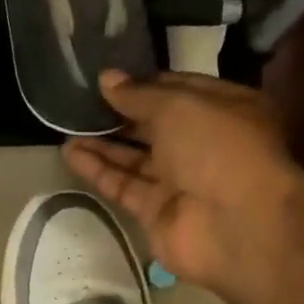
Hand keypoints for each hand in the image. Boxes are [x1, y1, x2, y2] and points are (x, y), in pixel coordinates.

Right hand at [62, 70, 303, 298]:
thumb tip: (107, 79)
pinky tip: (70, 153)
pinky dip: (99, 171)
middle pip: (154, 126)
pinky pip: (124, 187)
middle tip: (80, 101)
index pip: (178, 91)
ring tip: (66, 126)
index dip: (143, 84)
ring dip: (103, 143)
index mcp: (224, 109)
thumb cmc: (219, 148)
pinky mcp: (157, 213)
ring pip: (135, 158)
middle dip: (120, 114)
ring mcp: (180, 182)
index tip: (107, 79)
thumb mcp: (180, 106)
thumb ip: (139, 94)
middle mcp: (203, 145)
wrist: (237, 225)